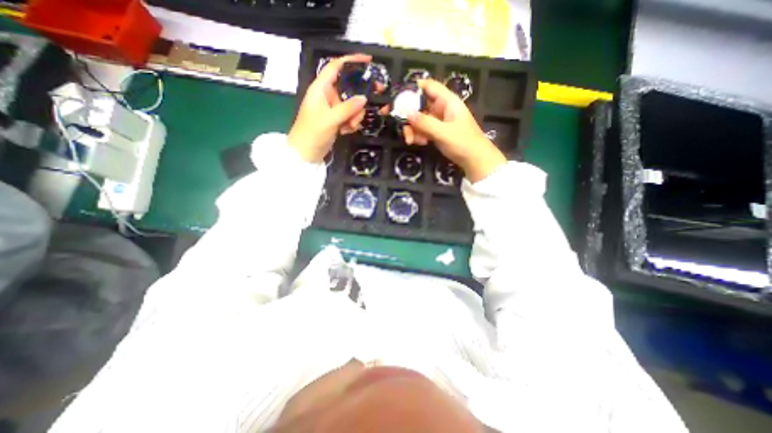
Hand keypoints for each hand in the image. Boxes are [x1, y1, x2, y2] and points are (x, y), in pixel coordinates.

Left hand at [290, 55, 374, 161]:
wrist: (306, 153)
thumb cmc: (312, 132)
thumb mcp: (330, 119)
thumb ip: (348, 108)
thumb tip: (364, 98)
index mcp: (321, 88)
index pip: (336, 66)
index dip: (352, 60)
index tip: (369, 61)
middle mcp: (328, 95)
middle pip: (350, 88)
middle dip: (359, 99)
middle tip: (372, 104)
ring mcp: (333, 108)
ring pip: (353, 104)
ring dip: (355, 116)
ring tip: (350, 127)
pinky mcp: (337, 119)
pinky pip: (351, 116)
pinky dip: (352, 123)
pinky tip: (346, 131)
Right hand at [402, 79, 510, 181]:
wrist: (475, 160)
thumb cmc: (463, 143)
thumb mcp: (443, 132)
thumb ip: (424, 122)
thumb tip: (405, 112)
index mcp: (447, 101)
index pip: (429, 86)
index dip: (413, 87)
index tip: (398, 95)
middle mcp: (441, 108)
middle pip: (420, 105)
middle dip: (408, 115)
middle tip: (398, 123)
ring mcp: (439, 121)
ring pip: (419, 119)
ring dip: (412, 129)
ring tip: (410, 140)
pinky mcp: (437, 132)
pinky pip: (423, 130)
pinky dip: (418, 135)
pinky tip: (420, 143)